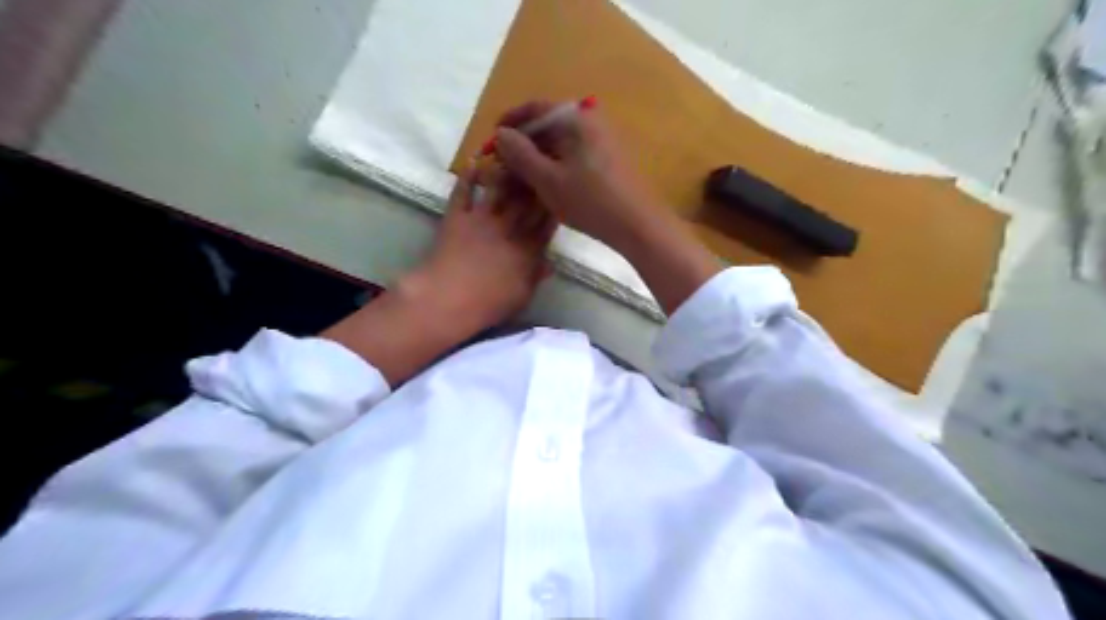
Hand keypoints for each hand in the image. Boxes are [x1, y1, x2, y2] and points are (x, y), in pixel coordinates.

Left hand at [410, 163, 557, 328]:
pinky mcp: (458, 217)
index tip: (560, 190)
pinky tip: (473, 161)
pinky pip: (463, 192)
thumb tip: (550, 264)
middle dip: (536, 181)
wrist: (449, 299)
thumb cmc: (489, 304)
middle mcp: (509, 229)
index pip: (546, 223)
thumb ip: (536, 276)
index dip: (554, 206)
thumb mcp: (522, 295)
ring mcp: (482, 220)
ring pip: (499, 189)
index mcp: (527, 250)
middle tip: (542, 161)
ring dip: (506, 171)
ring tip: (513, 154)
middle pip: (526, 201)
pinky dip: (467, 176)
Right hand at [498, 101, 667, 253]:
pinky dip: (555, 167)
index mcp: (576, 119)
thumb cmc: (590, 201)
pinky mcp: (608, 160)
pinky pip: (573, 157)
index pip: (535, 108)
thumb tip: (501, 134)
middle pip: (547, 126)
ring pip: (560, 144)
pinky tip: (546, 187)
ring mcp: (602, 141)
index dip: (510, 122)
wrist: (638, 225)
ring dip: (537, 159)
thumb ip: (520, 154)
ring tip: (520, 182)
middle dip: (522, 145)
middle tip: (504, 167)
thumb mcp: (548, 179)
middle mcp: (591, 122)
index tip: (492, 140)